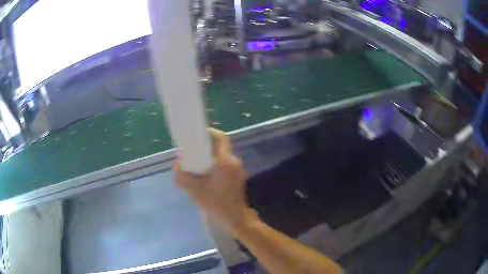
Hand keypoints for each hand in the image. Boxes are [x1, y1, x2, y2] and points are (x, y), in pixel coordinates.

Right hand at [174, 128, 256, 232]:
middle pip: (219, 149)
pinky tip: (205, 180)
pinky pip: (224, 167)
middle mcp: (234, 162)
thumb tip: (177, 166)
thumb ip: (183, 177)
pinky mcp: (238, 178)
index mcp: (225, 162)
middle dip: (204, 150)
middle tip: (191, 155)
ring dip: (208, 161)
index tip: (198, 135)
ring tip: (196, 169)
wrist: (236, 219)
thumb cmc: (217, 204)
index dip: (210, 133)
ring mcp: (238, 170)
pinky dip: (214, 168)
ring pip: (221, 159)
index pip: (221, 138)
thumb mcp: (196, 191)